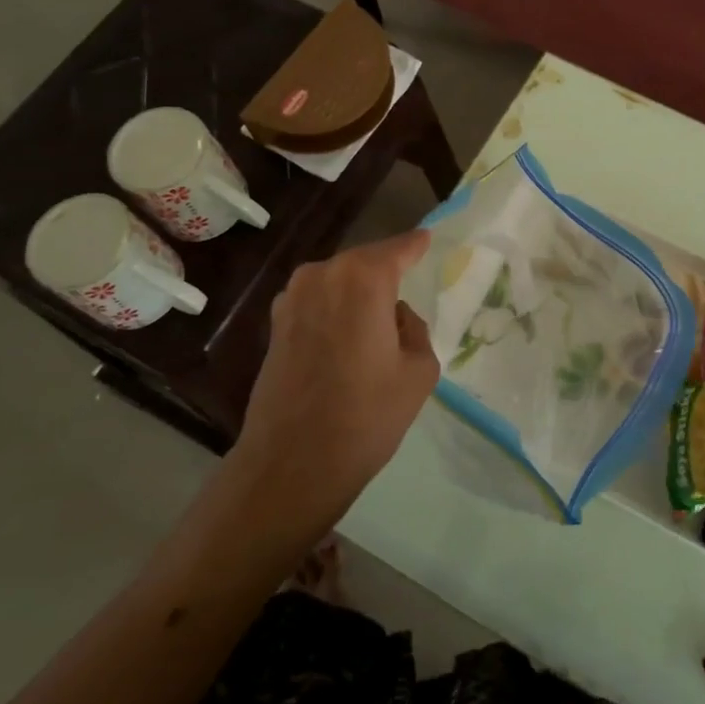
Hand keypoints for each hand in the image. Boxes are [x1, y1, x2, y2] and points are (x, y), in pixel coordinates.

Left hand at [227, 231, 439, 534]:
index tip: (428, 240)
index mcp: (363, 279)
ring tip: (378, 321)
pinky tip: (348, 339)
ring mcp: (292, 298)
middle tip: (409, 286)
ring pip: (338, 281)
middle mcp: (322, 275)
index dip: (416, 245)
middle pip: (364, 262)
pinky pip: (317, 302)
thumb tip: (395, 317)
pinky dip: (335, 310)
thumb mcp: (418, 371)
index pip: (398, 248)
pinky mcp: (275, 324)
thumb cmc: (366, 416)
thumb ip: (415, 329)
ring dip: (358, 293)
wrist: (293, 463)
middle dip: (386, 271)